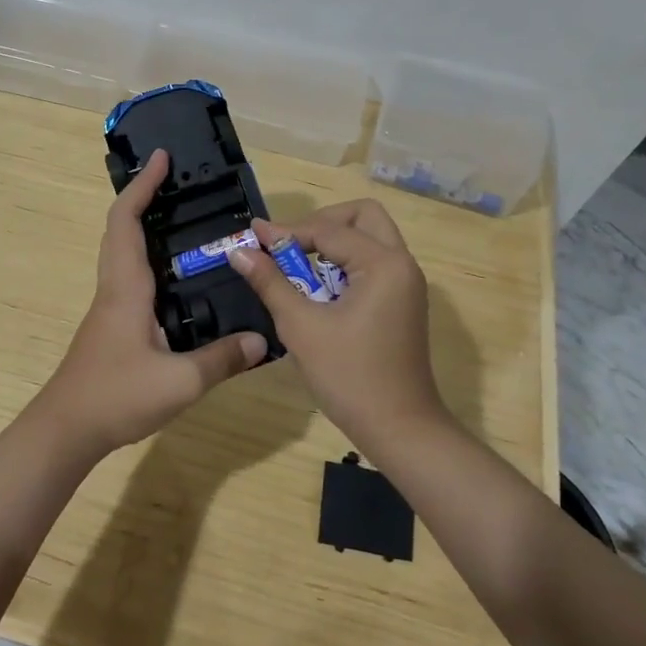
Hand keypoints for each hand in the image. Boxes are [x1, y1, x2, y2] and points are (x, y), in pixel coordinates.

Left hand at [37, 149, 268, 457]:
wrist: (67, 429)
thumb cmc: (116, 396)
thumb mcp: (179, 382)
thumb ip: (221, 359)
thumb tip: (261, 339)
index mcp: (126, 287)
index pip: (126, 221)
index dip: (142, 186)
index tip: (161, 158)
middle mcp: (115, 287)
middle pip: (120, 227)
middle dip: (143, 197)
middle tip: (177, 182)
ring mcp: (110, 306)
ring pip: (123, 250)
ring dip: (144, 225)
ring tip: (182, 218)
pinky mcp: (113, 323)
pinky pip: (130, 274)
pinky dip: (148, 257)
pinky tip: (177, 276)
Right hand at [229, 200, 444, 444]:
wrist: (399, 429)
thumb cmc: (349, 376)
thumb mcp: (301, 327)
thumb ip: (270, 282)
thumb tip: (239, 251)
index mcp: (383, 264)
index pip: (328, 230)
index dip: (286, 232)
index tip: (251, 237)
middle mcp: (401, 264)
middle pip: (362, 216)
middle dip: (321, 223)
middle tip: (289, 245)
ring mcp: (406, 283)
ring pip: (370, 238)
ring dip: (334, 242)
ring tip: (298, 267)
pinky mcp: (402, 301)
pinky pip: (373, 262)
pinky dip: (345, 263)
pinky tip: (318, 288)